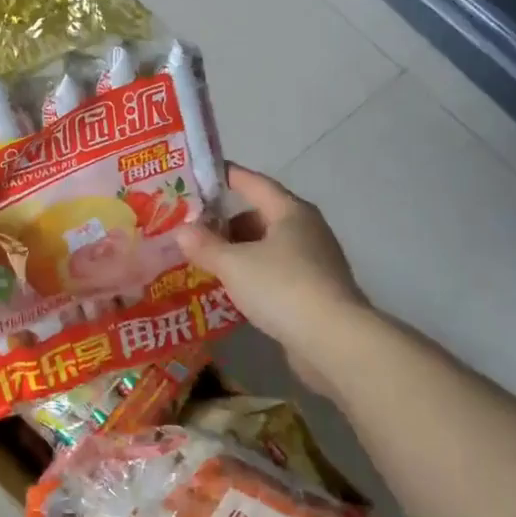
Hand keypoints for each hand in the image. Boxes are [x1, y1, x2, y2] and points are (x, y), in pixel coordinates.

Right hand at [176, 165, 370, 378]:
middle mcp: (307, 230)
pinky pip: (277, 274)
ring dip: (239, 252)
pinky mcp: (316, 293)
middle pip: (261, 216)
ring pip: (268, 248)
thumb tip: (181, 230)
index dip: (228, 176)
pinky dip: (254, 276)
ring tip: (207, 262)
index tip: (202, 174)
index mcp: (291, 212)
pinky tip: (232, 290)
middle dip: (227, 223)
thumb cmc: (283, 287)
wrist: (334, 342)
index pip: (255, 183)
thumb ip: (205, 246)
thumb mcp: (234, 264)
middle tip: (194, 231)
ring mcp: (315, 263)